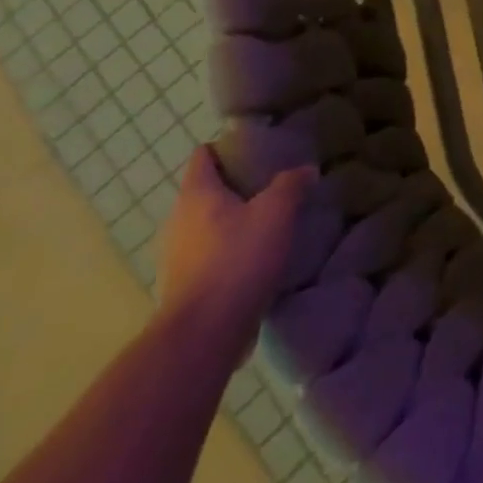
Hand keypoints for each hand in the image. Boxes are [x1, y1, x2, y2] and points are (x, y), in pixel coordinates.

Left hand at [156, 147, 311, 352]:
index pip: (203, 155)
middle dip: (236, 186)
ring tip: (268, 223)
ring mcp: (176, 256)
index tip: (257, 151)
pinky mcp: (184, 286)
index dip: (228, 147)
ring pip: (207, 225)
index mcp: (196, 194)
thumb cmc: (237, 259)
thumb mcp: (276, 212)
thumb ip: (291, 185)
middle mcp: (178, 220)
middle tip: (272, 187)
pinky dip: (228, 251)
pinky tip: (256, 259)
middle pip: (205, 190)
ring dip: (233, 221)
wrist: (204, 334)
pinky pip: (208, 255)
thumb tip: (305, 170)